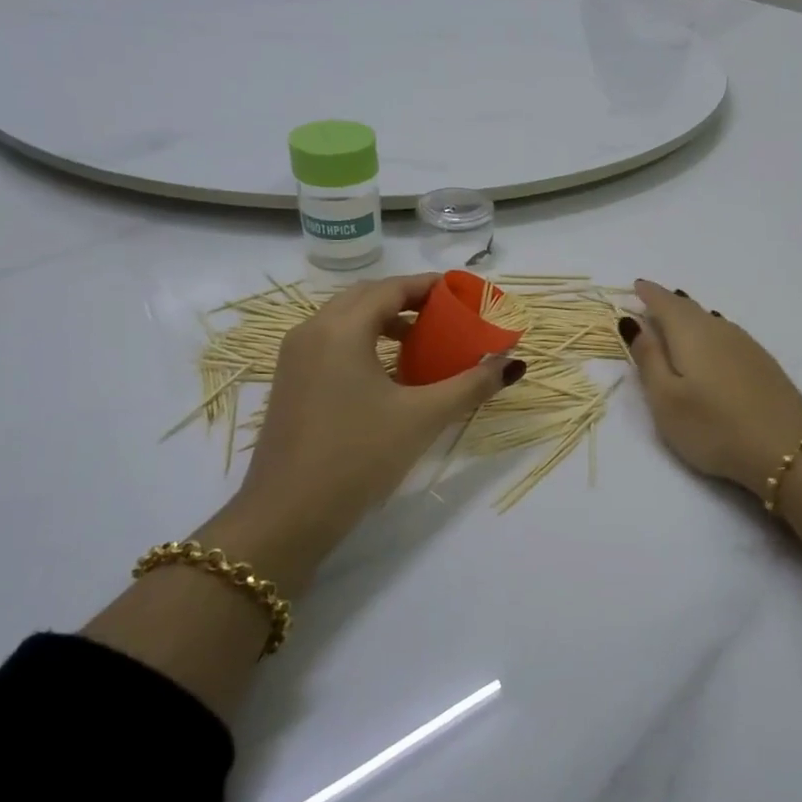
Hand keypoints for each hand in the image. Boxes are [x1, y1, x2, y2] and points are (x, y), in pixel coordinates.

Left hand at [230, 274, 522, 557]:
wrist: (288, 515)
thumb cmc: (359, 456)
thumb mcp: (423, 417)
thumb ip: (471, 384)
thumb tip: (513, 363)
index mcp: (341, 329)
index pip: (391, 288)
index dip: (429, 286)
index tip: (462, 294)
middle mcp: (312, 331)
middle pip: (366, 297)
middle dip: (407, 299)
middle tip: (446, 315)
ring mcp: (294, 357)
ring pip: (345, 319)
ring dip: (384, 320)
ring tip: (421, 341)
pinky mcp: (290, 381)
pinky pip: (331, 341)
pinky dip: (363, 340)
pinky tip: (387, 372)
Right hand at [621, 279, 801, 493]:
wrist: (787, 449)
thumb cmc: (713, 426)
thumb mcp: (665, 399)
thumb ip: (648, 359)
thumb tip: (633, 322)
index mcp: (690, 333)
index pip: (664, 302)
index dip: (648, 293)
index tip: (636, 285)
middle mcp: (719, 329)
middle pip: (689, 308)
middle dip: (668, 302)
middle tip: (652, 300)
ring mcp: (746, 344)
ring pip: (710, 320)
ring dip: (690, 316)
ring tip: (677, 318)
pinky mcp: (763, 363)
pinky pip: (726, 334)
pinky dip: (710, 331)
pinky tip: (712, 342)